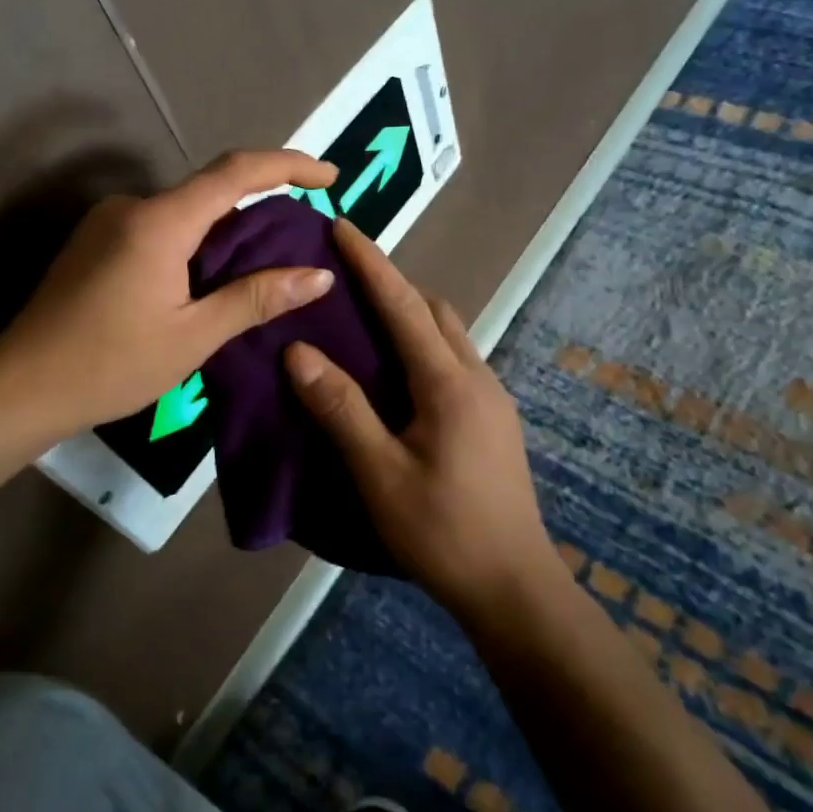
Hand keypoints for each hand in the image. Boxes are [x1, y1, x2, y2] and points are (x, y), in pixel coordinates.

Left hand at [0, 149, 339, 437]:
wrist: (20, 386)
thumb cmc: (111, 364)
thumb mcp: (193, 336)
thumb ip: (256, 298)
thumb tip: (319, 275)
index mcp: (160, 221)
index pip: (236, 172)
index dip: (288, 166)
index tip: (330, 176)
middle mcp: (133, 206)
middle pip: (210, 189)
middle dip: (261, 203)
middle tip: (302, 235)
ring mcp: (108, 221)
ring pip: (184, 211)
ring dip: (226, 229)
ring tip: (264, 265)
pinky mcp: (95, 241)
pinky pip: (161, 227)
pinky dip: (195, 242)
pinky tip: (209, 278)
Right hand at [283, 221, 559, 619]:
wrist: (513, 586)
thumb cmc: (441, 531)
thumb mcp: (379, 473)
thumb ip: (340, 409)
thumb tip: (299, 351)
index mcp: (448, 382)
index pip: (403, 305)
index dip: (370, 263)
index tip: (341, 225)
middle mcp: (477, 378)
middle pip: (434, 310)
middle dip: (392, 284)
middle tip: (345, 279)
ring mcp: (492, 399)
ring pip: (449, 335)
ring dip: (410, 316)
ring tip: (364, 323)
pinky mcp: (495, 421)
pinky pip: (455, 362)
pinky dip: (423, 348)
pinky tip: (397, 376)